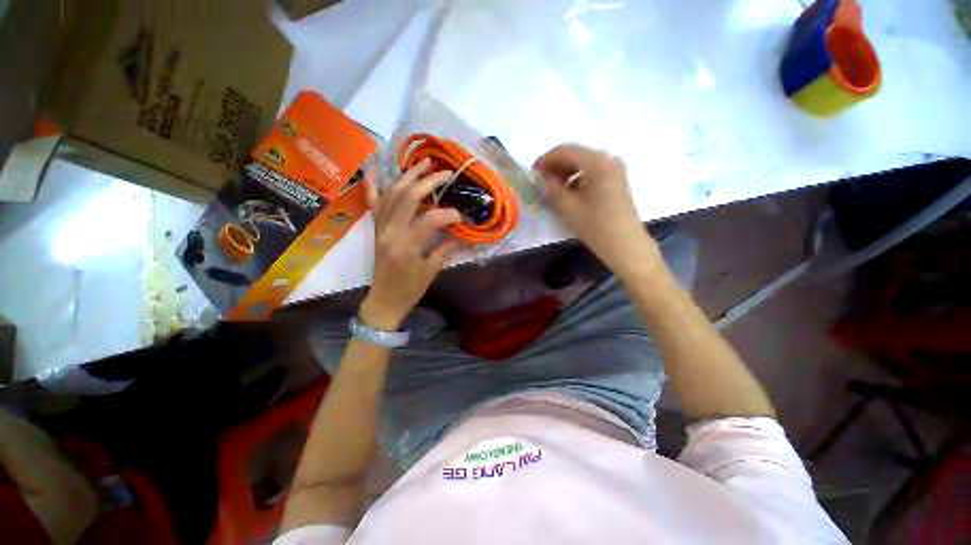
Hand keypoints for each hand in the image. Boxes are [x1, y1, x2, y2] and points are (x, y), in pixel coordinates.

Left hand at [359, 160, 462, 329]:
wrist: (384, 300)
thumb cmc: (410, 290)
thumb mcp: (431, 271)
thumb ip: (446, 248)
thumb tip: (464, 233)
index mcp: (407, 246)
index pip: (431, 219)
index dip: (449, 214)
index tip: (461, 217)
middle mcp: (390, 231)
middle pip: (409, 197)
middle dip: (429, 181)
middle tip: (445, 173)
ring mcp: (380, 227)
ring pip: (392, 193)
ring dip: (408, 175)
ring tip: (423, 163)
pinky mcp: (376, 228)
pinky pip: (373, 202)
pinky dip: (373, 183)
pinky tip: (375, 166)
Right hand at [534, 144, 656, 271]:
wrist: (625, 245)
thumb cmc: (595, 225)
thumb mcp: (567, 207)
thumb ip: (550, 188)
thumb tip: (540, 178)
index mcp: (597, 161)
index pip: (565, 151)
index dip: (546, 160)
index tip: (532, 172)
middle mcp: (608, 159)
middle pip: (576, 155)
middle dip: (555, 167)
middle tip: (540, 182)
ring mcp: (615, 170)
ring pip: (583, 164)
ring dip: (565, 174)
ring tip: (552, 190)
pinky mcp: (616, 181)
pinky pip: (592, 173)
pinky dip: (577, 180)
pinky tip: (568, 194)